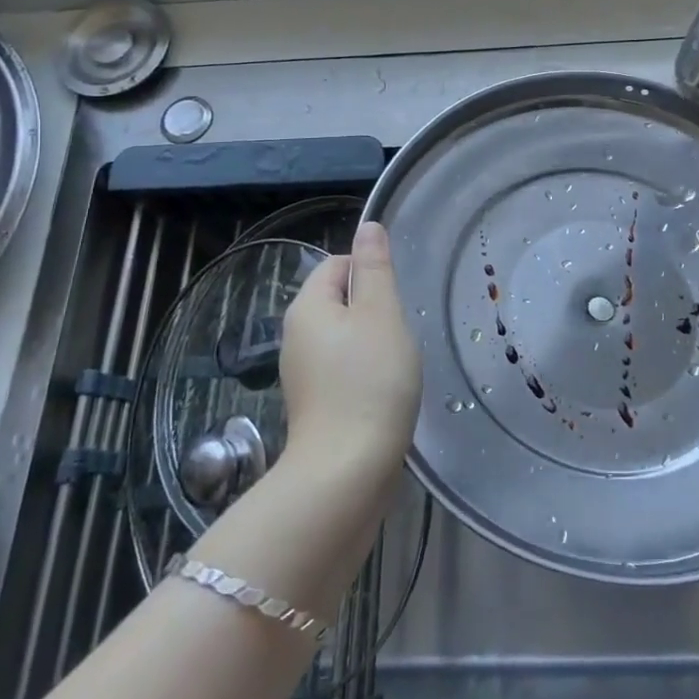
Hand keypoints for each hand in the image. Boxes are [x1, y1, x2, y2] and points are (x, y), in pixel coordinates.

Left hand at [277, 222, 422, 474]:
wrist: (347, 471)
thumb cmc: (370, 381)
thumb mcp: (380, 313)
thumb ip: (375, 268)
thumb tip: (368, 226)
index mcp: (307, 307)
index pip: (337, 265)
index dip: (370, 273)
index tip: (396, 299)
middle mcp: (296, 336)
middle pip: (340, 301)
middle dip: (375, 309)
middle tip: (401, 331)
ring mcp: (303, 374)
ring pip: (345, 337)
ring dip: (374, 342)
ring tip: (398, 363)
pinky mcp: (316, 404)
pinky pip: (344, 369)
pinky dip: (366, 373)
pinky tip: (386, 391)